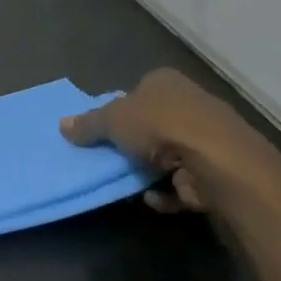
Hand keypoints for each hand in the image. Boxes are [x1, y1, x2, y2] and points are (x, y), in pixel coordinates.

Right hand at [61, 69, 280, 211]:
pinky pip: (185, 183)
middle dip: (135, 143)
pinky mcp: (218, 170)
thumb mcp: (112, 121)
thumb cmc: (161, 127)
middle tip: (111, 160)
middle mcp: (190, 102)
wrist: (218, 162)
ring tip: (128, 184)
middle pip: (154, 123)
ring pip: (170, 154)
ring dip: (151, 171)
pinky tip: (153, 199)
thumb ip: (89, 124)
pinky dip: (169, 192)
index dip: (119, 111)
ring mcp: (208, 138)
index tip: (104, 133)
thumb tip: (62, 125)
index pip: (137, 91)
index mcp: (164, 81)